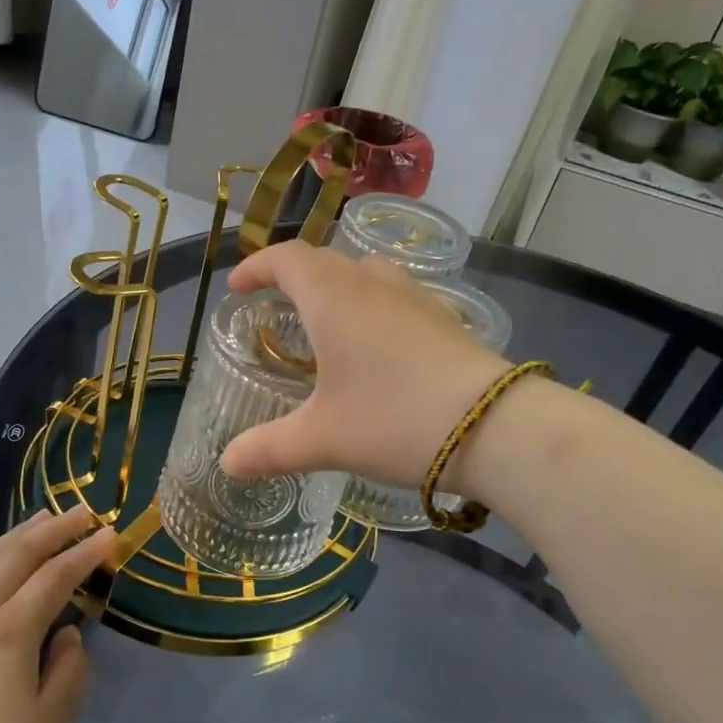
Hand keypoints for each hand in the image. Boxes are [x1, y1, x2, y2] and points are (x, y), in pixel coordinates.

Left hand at [0, 507, 114, 722]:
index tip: (110, 535)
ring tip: (42, 515)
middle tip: (81, 512)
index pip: (56, 577)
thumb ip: (70, 670)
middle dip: (54, 529)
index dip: (85, 553)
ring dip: (16, 533)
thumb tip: (68, 634)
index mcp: (13, 631)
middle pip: (19, 555)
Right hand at [219, 243, 510, 489]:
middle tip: (275, 304)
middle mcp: (373, 285)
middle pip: (325, 261)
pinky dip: (371, 306)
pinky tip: (377, 345)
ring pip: (366, 273)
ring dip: (336, 286)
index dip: (258, 266)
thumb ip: (270, 448)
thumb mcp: (324, 439)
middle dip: (293, 275)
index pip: (288, 259)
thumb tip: (227, 463)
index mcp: (334, 298)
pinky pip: (395, 296)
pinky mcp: (445, 319)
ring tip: (324, 320)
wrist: (495, 427)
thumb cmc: (394, 420)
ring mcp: (415, 298)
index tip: (239, 286)